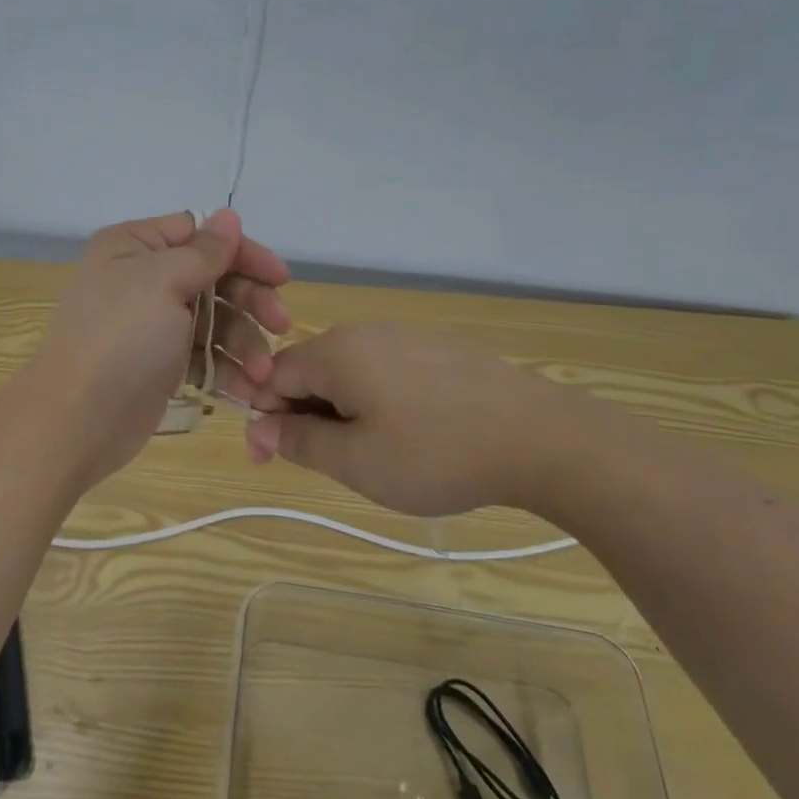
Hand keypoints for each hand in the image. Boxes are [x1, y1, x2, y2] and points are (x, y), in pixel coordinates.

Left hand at [25, 209, 290, 486]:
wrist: (76, 420)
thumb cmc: (120, 338)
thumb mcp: (163, 282)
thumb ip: (204, 251)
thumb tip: (229, 215)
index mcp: (135, 247)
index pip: (200, 234)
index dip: (242, 252)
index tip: (280, 278)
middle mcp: (142, 278)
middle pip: (213, 277)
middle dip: (250, 301)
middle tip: (282, 326)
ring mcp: (152, 323)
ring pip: (214, 320)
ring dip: (244, 343)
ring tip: (264, 374)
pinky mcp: (161, 363)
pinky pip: (204, 356)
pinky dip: (228, 370)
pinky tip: (251, 390)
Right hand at [244, 324, 619, 516]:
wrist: (539, 436)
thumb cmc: (435, 453)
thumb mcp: (356, 461)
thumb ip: (299, 441)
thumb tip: (259, 425)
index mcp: (334, 351)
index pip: (271, 377)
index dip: (264, 420)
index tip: (272, 463)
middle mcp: (363, 332)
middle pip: (310, 371)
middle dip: (305, 417)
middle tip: (330, 466)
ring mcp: (405, 335)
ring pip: (350, 373)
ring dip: (342, 413)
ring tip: (374, 456)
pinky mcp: (437, 348)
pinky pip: (386, 371)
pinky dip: (378, 402)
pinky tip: (411, 435)